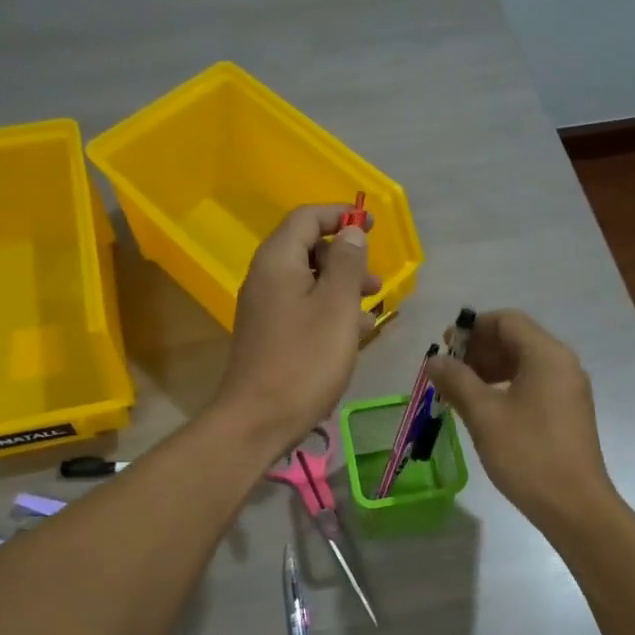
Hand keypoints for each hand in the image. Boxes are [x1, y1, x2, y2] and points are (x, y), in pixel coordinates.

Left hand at [215, 205, 379, 459]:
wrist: (259, 419)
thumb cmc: (305, 360)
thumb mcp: (337, 307)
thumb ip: (347, 264)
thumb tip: (352, 232)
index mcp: (278, 261)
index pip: (307, 218)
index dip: (341, 215)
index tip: (373, 224)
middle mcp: (266, 278)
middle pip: (308, 249)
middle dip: (346, 258)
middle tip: (376, 282)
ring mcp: (265, 309)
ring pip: (309, 283)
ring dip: (342, 289)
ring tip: (372, 312)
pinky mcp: (270, 336)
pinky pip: (303, 310)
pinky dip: (329, 313)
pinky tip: (353, 337)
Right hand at [430, 310, 616, 531]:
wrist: (574, 505)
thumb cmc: (527, 454)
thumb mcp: (484, 415)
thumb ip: (457, 381)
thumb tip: (435, 360)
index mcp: (547, 355)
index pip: (506, 320)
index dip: (472, 328)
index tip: (444, 348)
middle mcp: (562, 363)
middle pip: (516, 339)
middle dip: (479, 350)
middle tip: (447, 373)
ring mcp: (568, 389)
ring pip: (523, 363)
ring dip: (489, 370)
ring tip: (459, 392)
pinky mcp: (567, 412)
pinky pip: (533, 384)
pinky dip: (506, 387)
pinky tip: (484, 409)